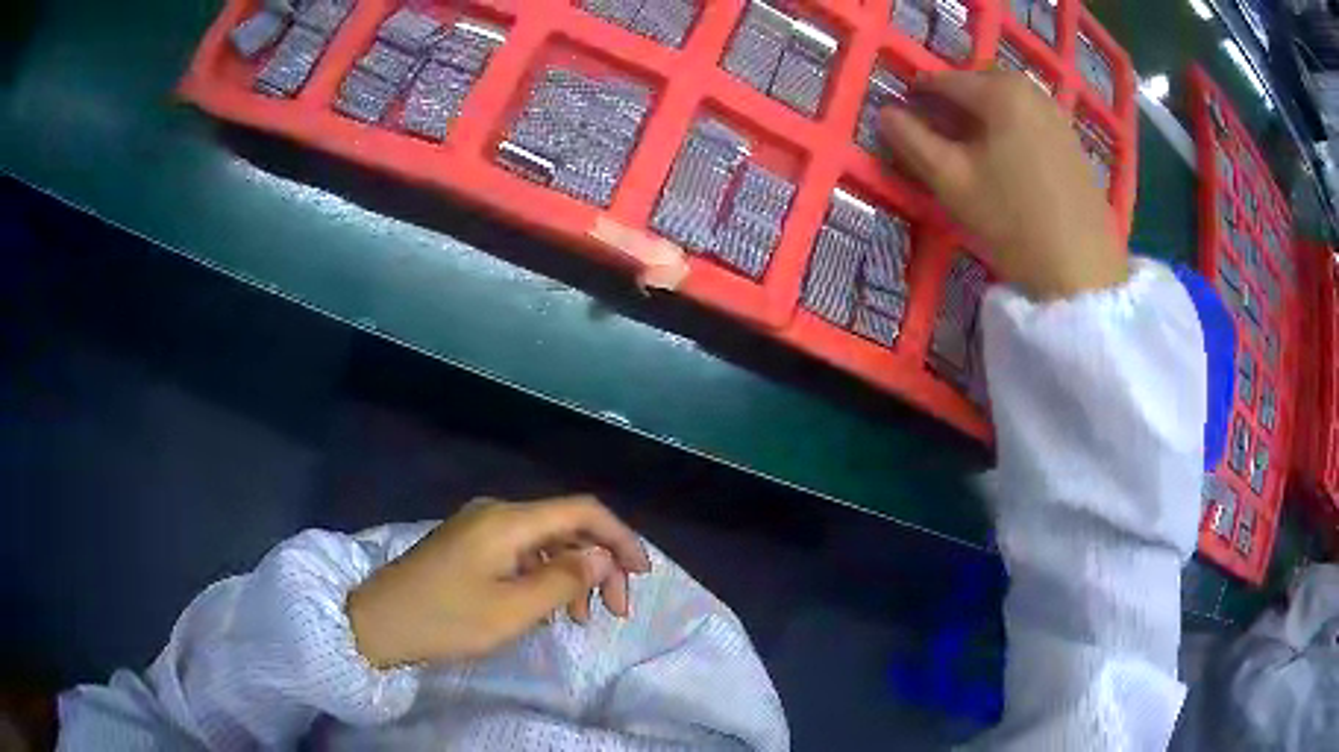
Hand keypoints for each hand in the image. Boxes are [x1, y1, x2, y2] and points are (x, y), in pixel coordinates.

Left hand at [345, 495, 650, 668]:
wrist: (379, 622)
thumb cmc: (446, 619)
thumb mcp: (512, 610)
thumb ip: (564, 580)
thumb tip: (602, 556)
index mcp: (509, 521)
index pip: (582, 511)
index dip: (619, 537)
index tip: (641, 575)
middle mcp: (497, 513)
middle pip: (565, 527)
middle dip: (598, 565)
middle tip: (613, 611)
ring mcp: (480, 528)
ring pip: (545, 542)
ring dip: (572, 575)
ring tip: (580, 619)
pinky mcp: (469, 545)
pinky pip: (521, 553)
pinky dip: (544, 577)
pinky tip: (546, 608)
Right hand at [878, 70, 1128, 300]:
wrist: (1082, 270)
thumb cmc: (1013, 221)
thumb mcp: (952, 182)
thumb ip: (912, 141)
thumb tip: (886, 113)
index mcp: (999, 91)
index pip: (943, 80)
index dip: (917, 94)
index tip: (904, 115)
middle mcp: (1031, 91)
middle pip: (979, 83)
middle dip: (955, 100)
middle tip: (940, 133)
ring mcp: (1058, 115)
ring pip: (1008, 100)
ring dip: (985, 113)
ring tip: (974, 148)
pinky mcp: (1073, 142)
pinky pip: (1031, 118)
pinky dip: (1012, 127)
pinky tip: (1010, 160)